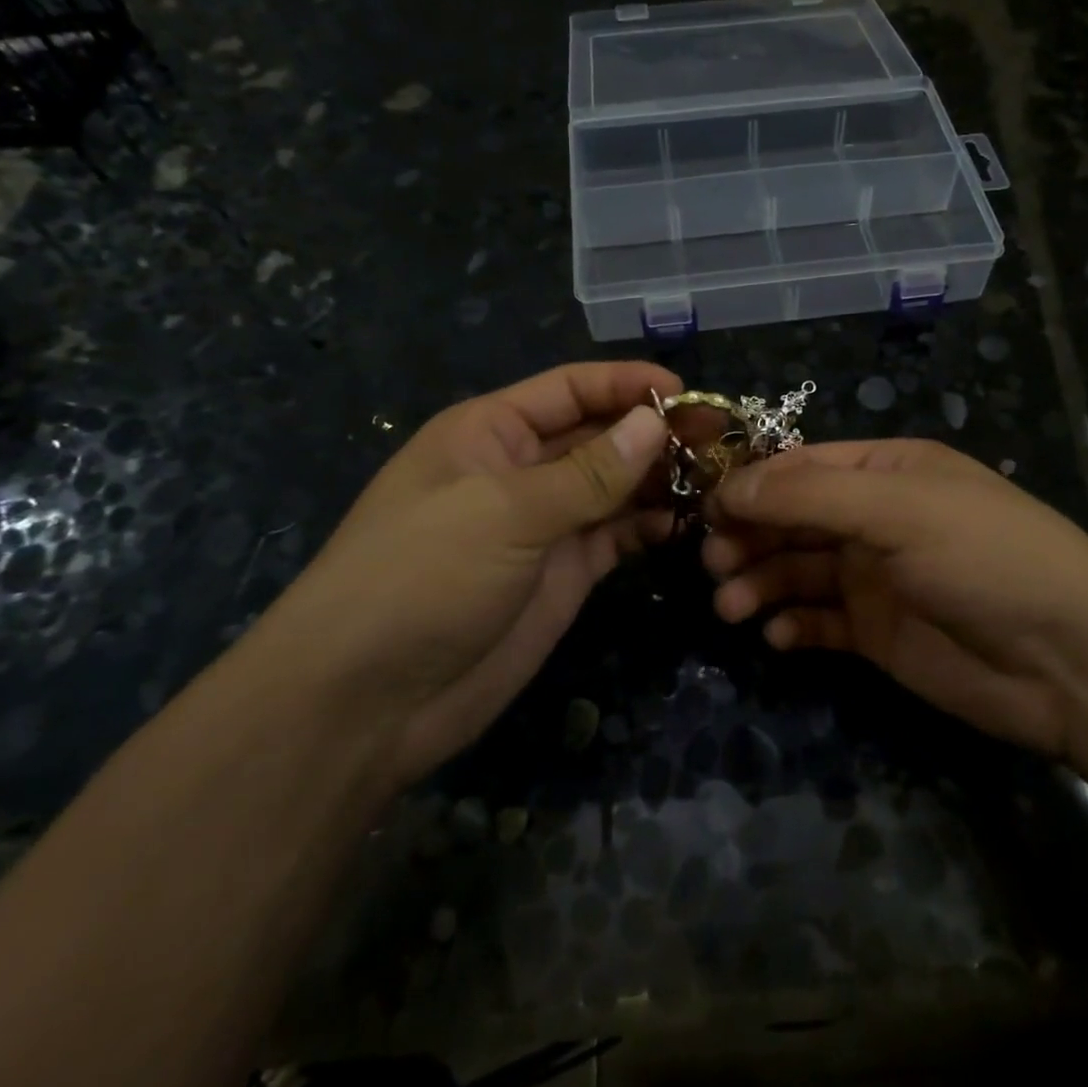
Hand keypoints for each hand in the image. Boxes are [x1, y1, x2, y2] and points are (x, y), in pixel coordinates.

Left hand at [246, 362, 677, 783]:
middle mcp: (521, 470)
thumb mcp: (505, 511)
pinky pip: (614, 536)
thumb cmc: (422, 577)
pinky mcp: (561, 574)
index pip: (570, 389)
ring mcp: (543, 525)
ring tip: (716, 480)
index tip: (689, 393)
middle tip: (720, 440)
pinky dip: (648, 526)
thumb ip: (589, 471)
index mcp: (491, 432)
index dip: (628, 385)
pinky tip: (684, 524)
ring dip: (660, 479)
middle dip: (655, 433)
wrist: (367, 701)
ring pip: (614, 487)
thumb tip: (655, 423)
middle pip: (599, 436)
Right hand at [705, 438, 1087, 756]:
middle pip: (793, 519)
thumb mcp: (898, 509)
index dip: (752, 484)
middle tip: (712, 563)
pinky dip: (793, 626)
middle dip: (749, 537)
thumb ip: (809, 496)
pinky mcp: (878, 633)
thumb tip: (728, 487)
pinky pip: (820, 622)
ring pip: (799, 571)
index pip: (802, 466)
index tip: (705, 509)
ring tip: (731, 606)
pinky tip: (778, 637)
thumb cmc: (984, 558)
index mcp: (887, 472)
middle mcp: (877, 518)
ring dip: (761, 583)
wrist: (1068, 660)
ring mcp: (877, 578)